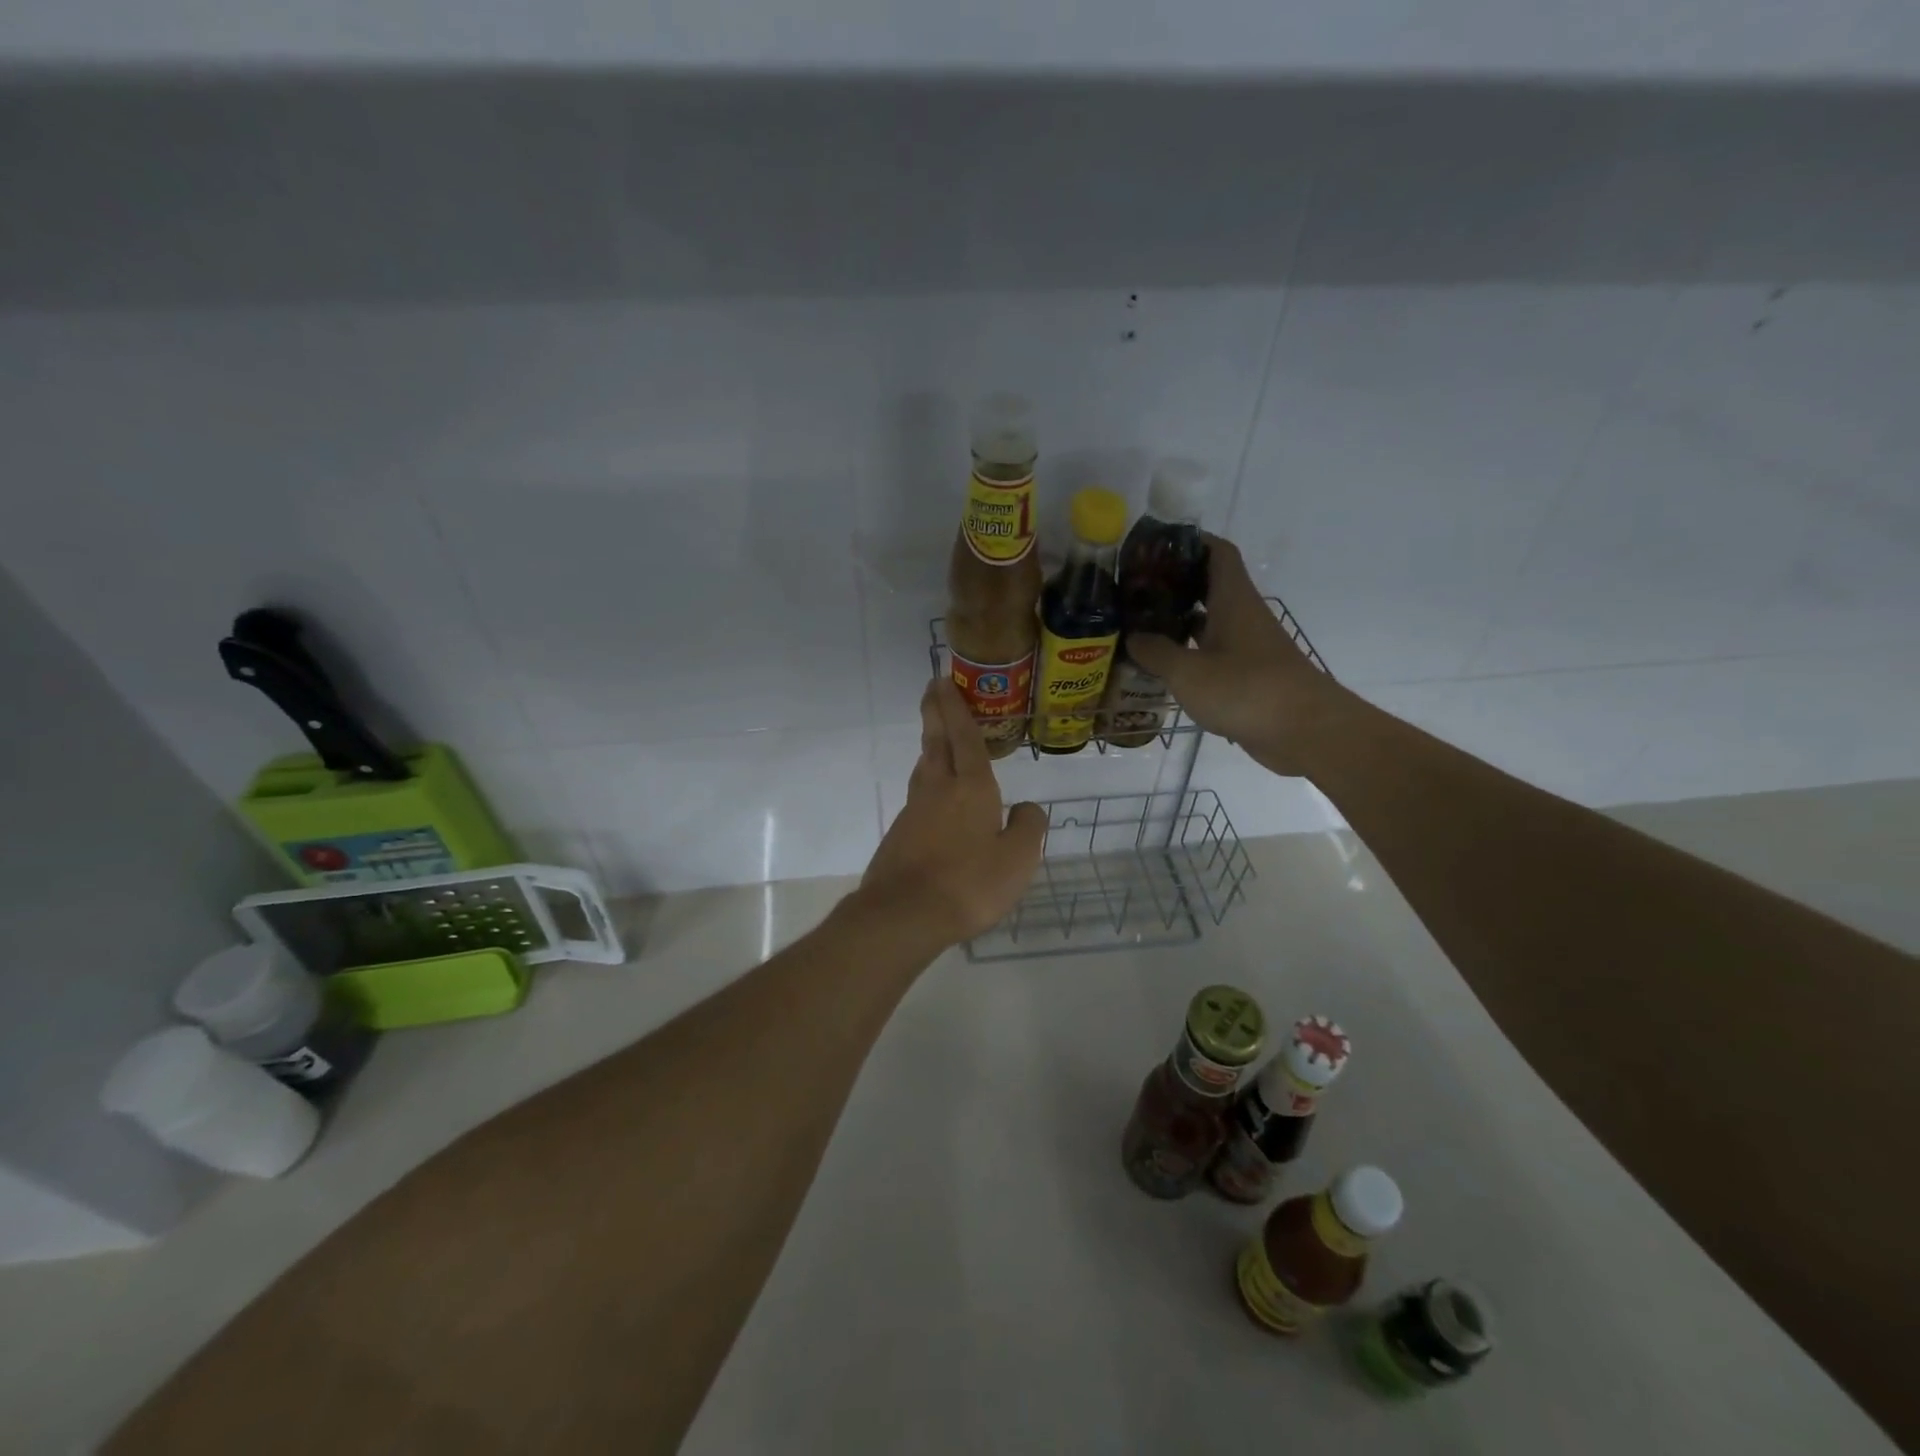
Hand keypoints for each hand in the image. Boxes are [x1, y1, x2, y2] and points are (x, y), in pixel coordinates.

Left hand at [857, 679, 1047, 945]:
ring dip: (930, 746)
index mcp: (972, 788)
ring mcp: (914, 812)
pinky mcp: (900, 834)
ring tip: (935, 737)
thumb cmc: (969, 883)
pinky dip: (927, 783)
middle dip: (934, 713)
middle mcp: (939, 790)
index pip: (965, 737)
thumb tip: (1026, 809)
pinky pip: (918, 797)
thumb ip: (1027, 828)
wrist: (904, 914)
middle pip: (936, 742)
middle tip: (931, 688)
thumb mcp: (1017, 860)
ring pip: (924, 768)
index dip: (956, 708)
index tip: (943, 681)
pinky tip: (933, 798)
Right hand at [1127, 536, 1357, 777]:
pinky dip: (1190, 655)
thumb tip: (1133, 637)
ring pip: (1210, 623)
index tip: (1156, 547)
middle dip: (1175, 585)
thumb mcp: (1188, 672)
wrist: (1305, 732)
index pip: (1217, 553)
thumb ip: (1156, 652)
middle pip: (1210, 587)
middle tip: (1136, 592)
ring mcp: (1249, 648)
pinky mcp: (1250, 677)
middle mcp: (1243, 617)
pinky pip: (1214, 655)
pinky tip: (1165, 668)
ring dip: (1180, 623)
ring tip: (1141, 628)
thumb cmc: (1246, 690)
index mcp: (1233, 601)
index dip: (1190, 542)